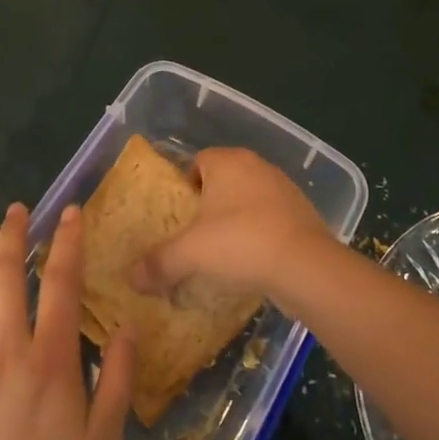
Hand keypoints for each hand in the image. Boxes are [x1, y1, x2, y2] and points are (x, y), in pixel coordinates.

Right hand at [130, 147, 337, 299]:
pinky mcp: (303, 214)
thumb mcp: (190, 253)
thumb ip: (158, 262)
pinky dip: (259, 235)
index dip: (184, 186)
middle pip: (223, 180)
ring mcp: (284, 189)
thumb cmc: (241, 243)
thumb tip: (131, 278)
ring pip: (248, 200)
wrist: (307, 267)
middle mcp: (257, 166)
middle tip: (194, 236)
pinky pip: (270, 219)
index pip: (198, 161)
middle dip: (208, 205)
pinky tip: (251, 262)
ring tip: (222, 253)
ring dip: (235, 220)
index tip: (177, 216)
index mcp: (228, 161)